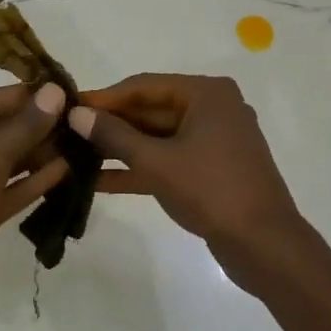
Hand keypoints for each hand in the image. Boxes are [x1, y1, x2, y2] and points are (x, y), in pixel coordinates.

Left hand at [0, 81, 68, 324]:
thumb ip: (20, 130)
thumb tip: (54, 93)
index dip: (19, 95)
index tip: (59, 88)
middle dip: (33, 124)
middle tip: (76, 116)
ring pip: (7, 162)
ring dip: (38, 152)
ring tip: (78, 140)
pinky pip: (11, 189)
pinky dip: (35, 180)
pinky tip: (67, 170)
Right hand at [69, 73, 306, 277]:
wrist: (264, 245)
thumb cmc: (211, 190)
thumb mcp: (156, 162)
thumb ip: (114, 136)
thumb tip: (75, 114)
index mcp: (206, 94)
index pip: (143, 86)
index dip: (104, 98)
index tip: (68, 107)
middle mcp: (212, 110)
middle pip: (149, 111)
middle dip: (109, 126)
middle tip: (66, 133)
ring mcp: (212, 142)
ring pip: (155, 139)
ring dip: (118, 149)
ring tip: (73, 156)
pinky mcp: (209, 171)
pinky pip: (166, 161)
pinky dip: (137, 169)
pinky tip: (96, 181)